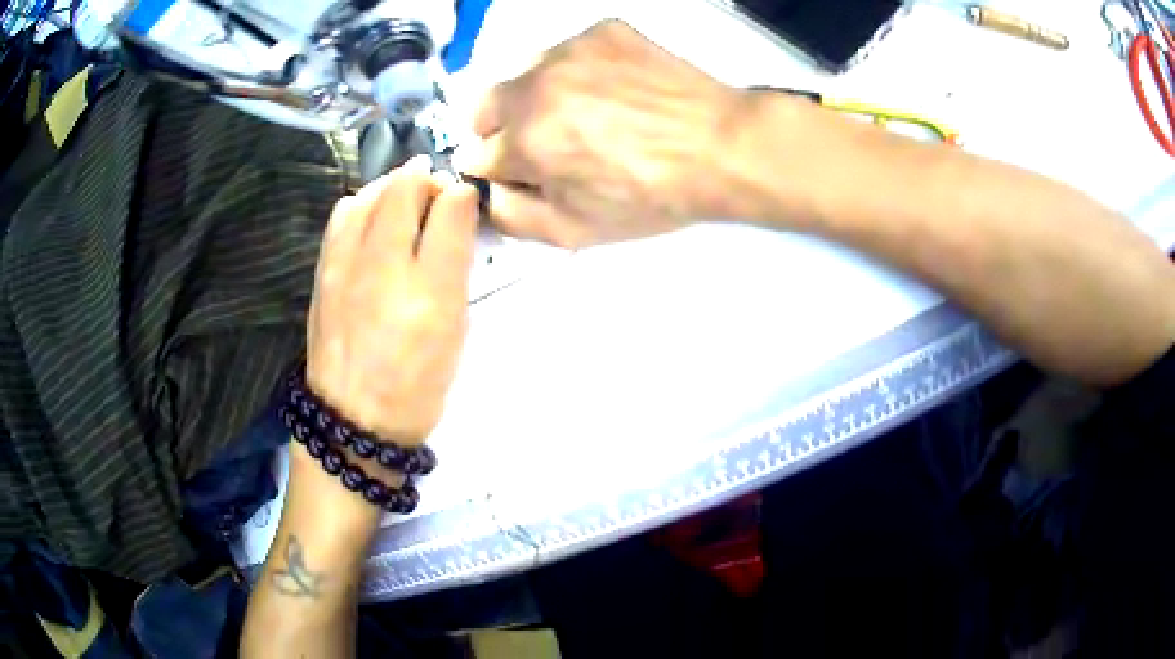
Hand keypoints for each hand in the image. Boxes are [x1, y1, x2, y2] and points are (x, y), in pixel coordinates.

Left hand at [306, 157, 479, 445]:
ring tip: (404, 209)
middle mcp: (375, 262)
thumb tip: (456, 207)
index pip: (444, 202)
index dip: (458, 193)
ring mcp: (340, 266)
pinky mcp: (321, 275)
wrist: (353, 423)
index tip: (464, 206)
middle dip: (423, 180)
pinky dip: (362, 207)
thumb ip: (455, 259)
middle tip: (436, 200)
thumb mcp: (453, 325)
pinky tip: (372, 228)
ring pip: (365, 196)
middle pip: (399, 187)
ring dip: (390, 189)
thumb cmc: (415, 381)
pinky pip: (341, 219)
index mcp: (420, 282)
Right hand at [457, 20, 752, 247]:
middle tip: (543, 144)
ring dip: (534, 97)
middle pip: (482, 107)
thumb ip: (511, 216)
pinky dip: (574, 72)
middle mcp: (535, 86)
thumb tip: (489, 190)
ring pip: (521, 74)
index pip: (475, 156)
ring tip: (583, 115)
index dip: (499, 171)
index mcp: (524, 141)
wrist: (721, 146)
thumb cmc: (652, 195)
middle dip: (500, 130)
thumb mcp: (576, 231)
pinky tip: (610, 92)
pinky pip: (565, 52)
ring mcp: (568, 51)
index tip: (522, 173)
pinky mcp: (600, 32)